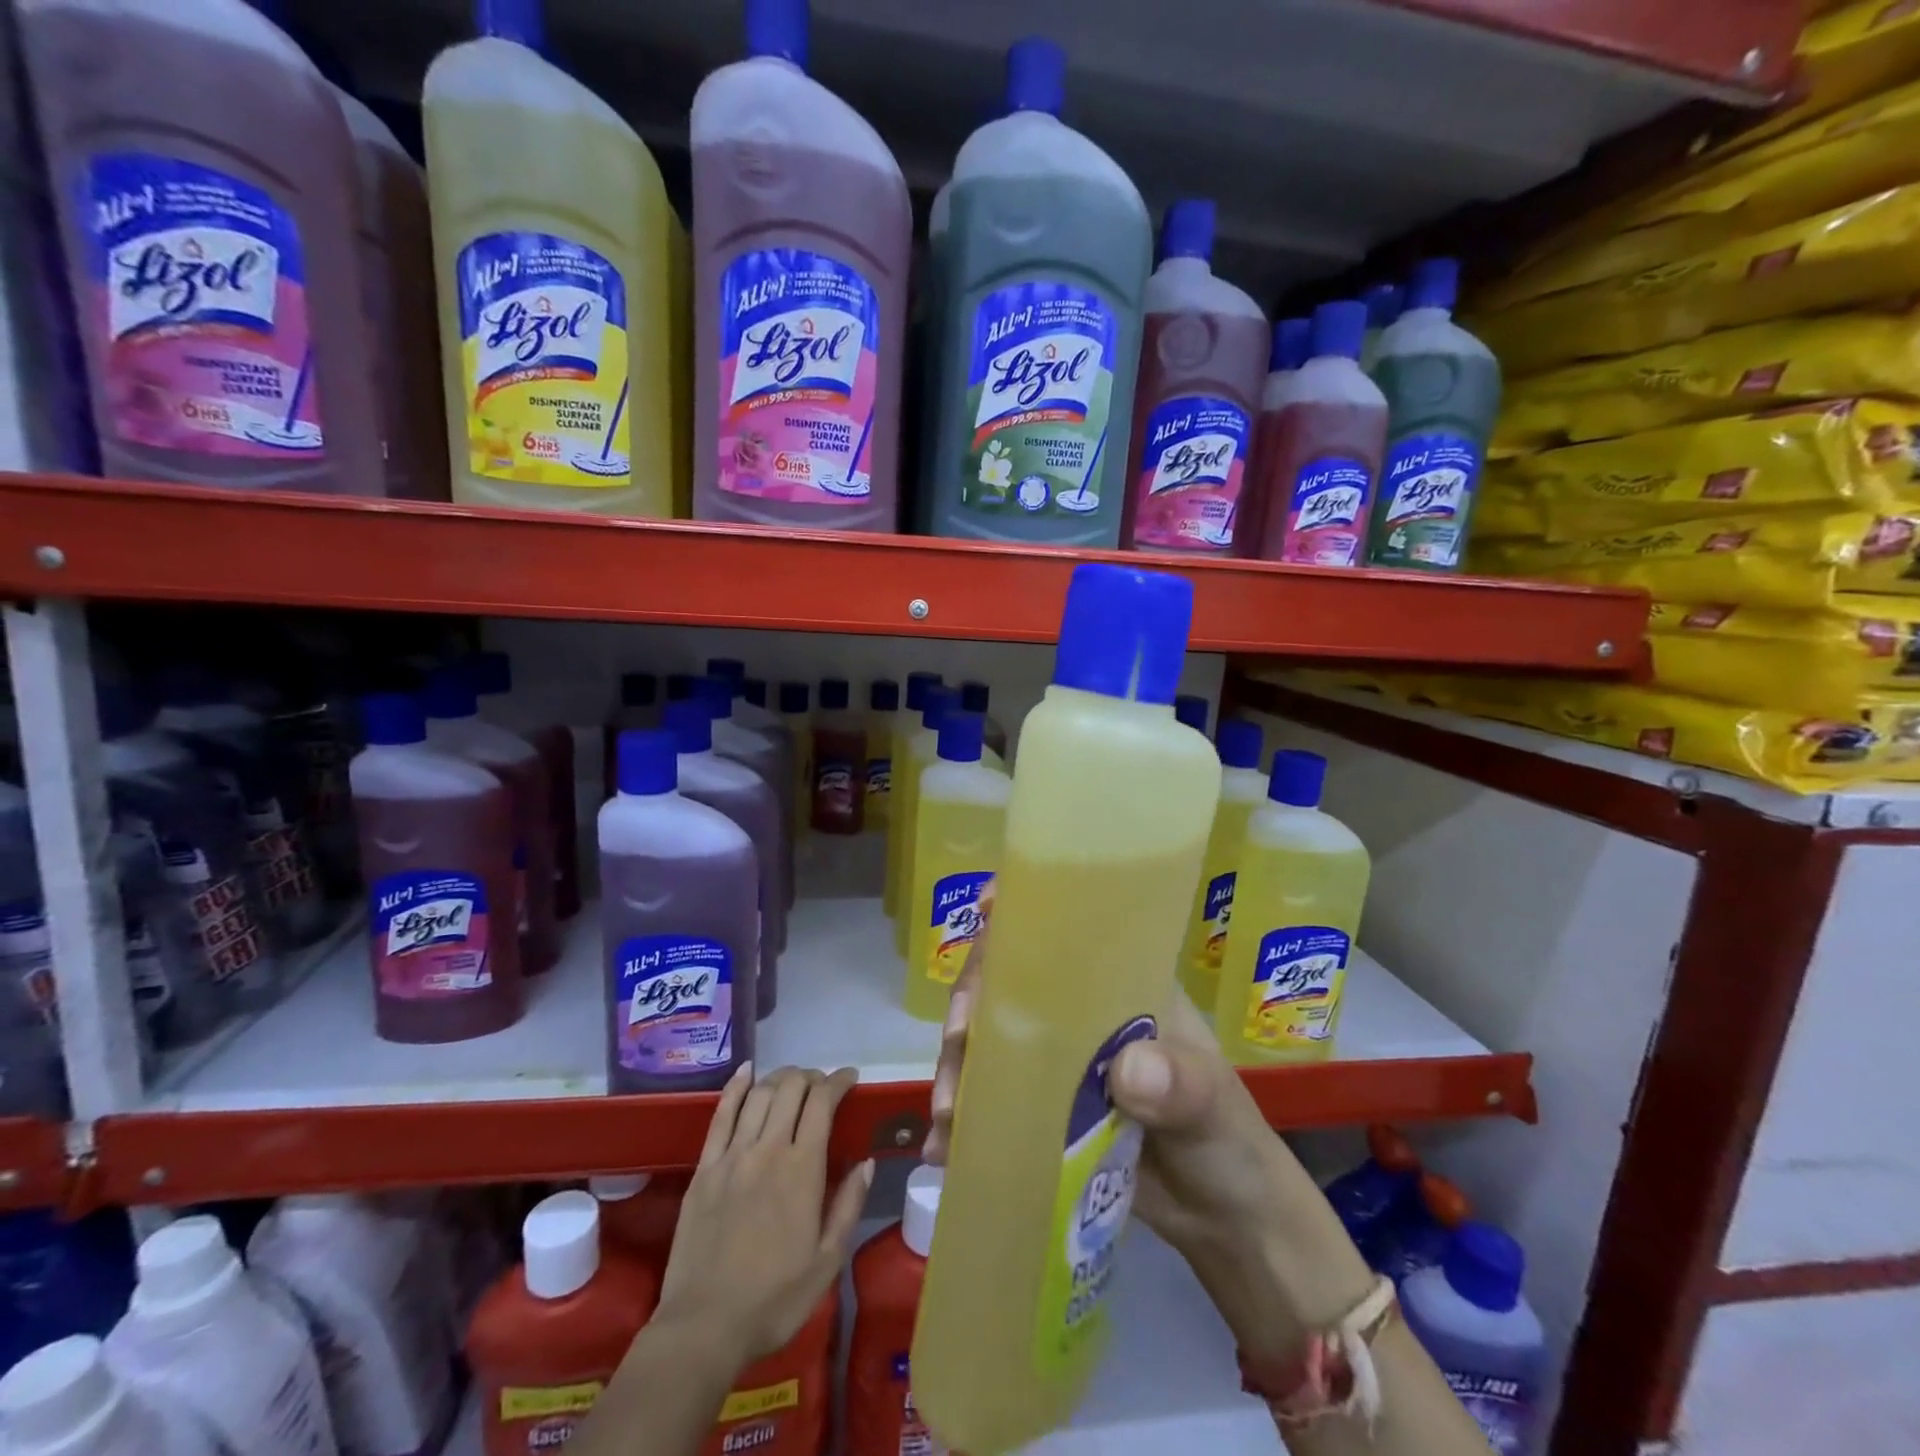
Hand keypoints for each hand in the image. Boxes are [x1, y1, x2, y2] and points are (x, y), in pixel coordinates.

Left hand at [658, 1063, 873, 1369]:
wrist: (703, 1327)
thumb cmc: (773, 1300)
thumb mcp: (827, 1262)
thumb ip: (849, 1206)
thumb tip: (866, 1162)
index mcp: (802, 1169)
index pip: (822, 1103)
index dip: (838, 1081)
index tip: (850, 1078)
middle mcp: (768, 1149)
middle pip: (791, 1088)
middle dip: (811, 1076)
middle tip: (821, 1085)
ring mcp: (732, 1155)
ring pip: (759, 1094)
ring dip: (780, 1078)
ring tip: (792, 1081)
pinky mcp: (704, 1168)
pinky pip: (721, 1114)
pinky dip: (736, 1086)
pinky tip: (746, 1071)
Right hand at [924, 885, 1367, 1345]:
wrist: (1223, 1220)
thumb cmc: (1227, 1138)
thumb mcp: (1211, 1104)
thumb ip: (1178, 1083)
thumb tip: (1128, 1069)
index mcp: (1121, 983)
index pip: (1068, 928)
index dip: (1024, 909)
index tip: (986, 909)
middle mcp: (1080, 1009)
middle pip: (1010, 980)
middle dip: (972, 1002)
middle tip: (956, 1044)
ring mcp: (1056, 1058)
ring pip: (990, 1038)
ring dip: (959, 1066)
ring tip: (948, 1116)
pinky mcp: (1041, 1105)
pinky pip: (992, 1096)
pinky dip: (964, 1118)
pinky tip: (946, 1148)